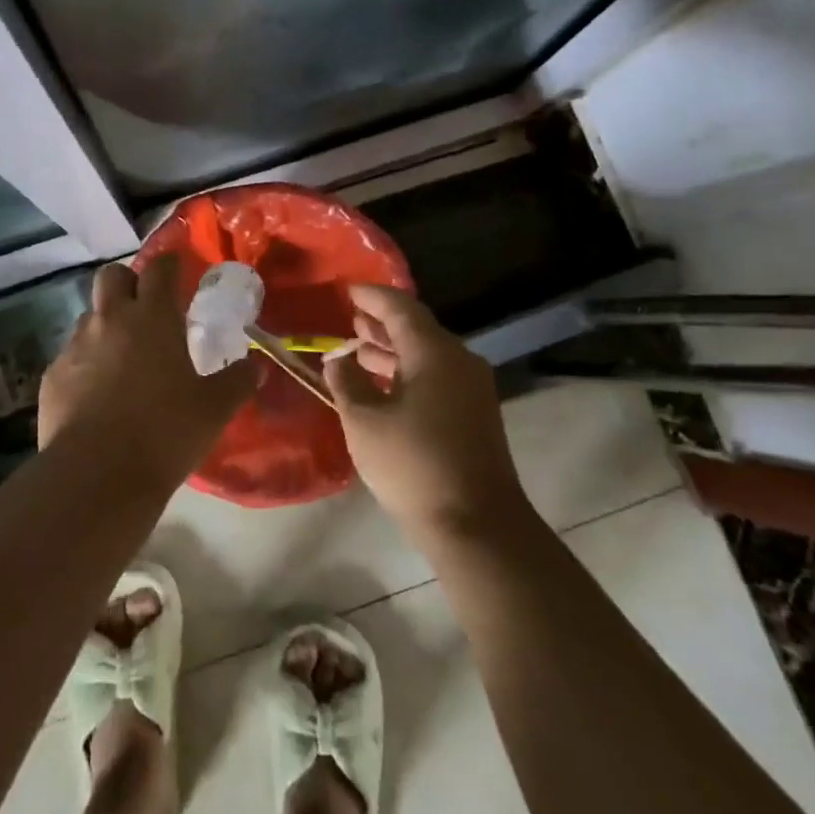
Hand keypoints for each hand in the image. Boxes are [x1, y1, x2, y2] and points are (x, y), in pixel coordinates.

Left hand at [38, 255, 256, 480]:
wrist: (96, 475)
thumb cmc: (165, 432)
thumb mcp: (214, 409)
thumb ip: (238, 382)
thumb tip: (257, 367)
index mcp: (153, 318)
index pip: (160, 268)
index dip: (170, 264)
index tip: (178, 270)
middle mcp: (110, 320)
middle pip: (111, 275)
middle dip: (128, 282)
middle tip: (145, 308)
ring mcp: (76, 346)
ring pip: (89, 315)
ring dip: (106, 323)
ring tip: (122, 355)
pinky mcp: (53, 375)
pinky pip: (71, 354)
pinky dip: (86, 362)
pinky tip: (97, 392)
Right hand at [326, 284, 523, 538]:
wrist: (476, 524)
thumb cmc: (413, 465)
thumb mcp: (365, 421)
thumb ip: (346, 382)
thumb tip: (338, 359)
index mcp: (434, 352)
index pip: (400, 307)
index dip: (371, 296)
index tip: (347, 289)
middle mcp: (458, 360)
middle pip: (416, 328)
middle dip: (380, 323)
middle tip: (349, 318)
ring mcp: (471, 388)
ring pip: (426, 354)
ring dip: (392, 350)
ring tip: (358, 348)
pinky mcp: (474, 414)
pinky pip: (436, 376)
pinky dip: (406, 372)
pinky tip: (382, 386)